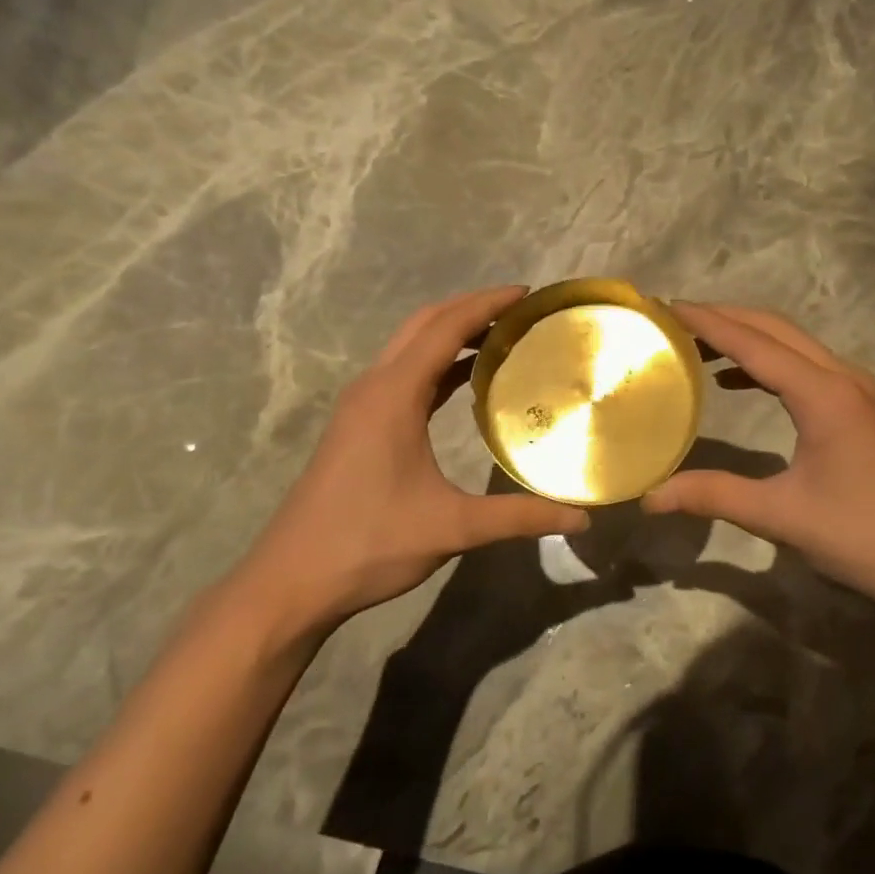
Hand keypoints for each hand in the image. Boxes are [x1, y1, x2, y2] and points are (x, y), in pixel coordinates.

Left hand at [238, 287, 589, 630]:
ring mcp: (360, 405)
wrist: (292, 580)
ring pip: (409, 348)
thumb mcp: (452, 528)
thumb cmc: (370, 543)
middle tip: (519, 312)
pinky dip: (436, 363)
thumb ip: (519, 517)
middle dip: (470, 308)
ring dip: (451, 334)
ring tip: (500, 338)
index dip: (487, 304)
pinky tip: (464, 382)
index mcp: (393, 395)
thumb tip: (582, 518)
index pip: (446, 328)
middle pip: (424, 325)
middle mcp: (373, 387)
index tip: (527, 293)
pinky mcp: (356, 425)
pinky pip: (402, 374)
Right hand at [643, 303, 874, 612]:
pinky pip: (804, 366)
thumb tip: (650, 496)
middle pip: (775, 329)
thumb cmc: (863, 537)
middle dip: (724, 317)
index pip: (755, 344)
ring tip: (695, 344)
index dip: (708, 323)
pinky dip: (765, 362)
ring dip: (745, 336)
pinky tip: (735, 380)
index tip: (666, 307)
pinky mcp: (859, 408)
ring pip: (792, 343)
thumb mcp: (782, 517)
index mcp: (824, 396)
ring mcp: (855, 390)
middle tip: (673, 319)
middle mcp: (842, 378)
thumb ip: (714, 496)